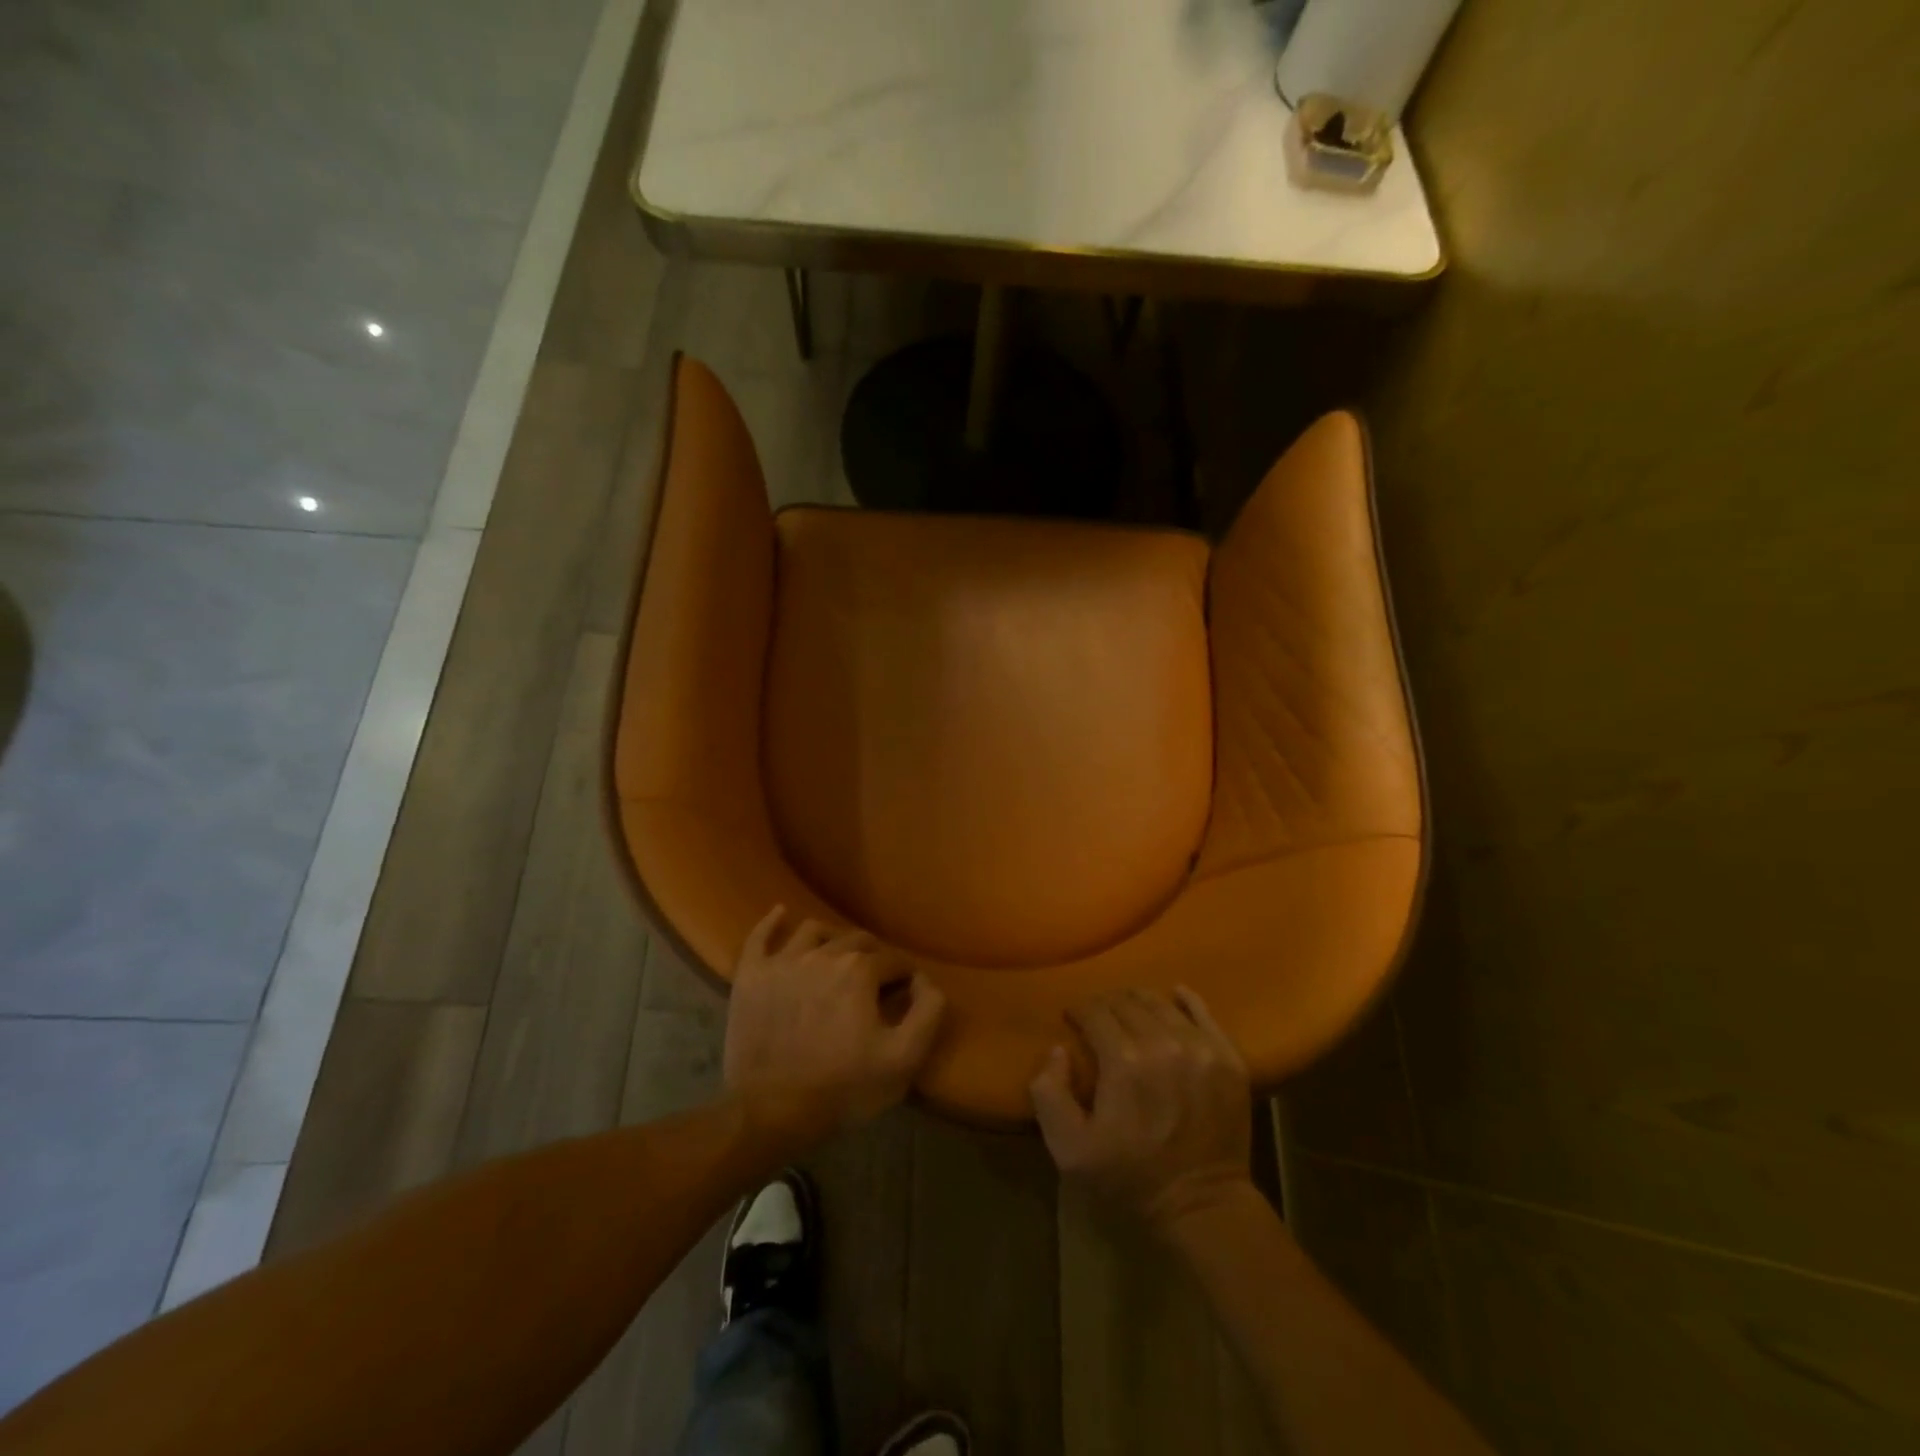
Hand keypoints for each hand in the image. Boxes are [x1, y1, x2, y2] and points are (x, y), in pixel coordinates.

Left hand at [725, 905, 946, 1135]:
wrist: (770, 1113)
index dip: (904, 978)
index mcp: (860, 970)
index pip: (893, 960)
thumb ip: (928, 1011)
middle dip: (872, 957)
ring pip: (814, 931)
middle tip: (875, 983)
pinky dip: (772, 922)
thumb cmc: (843, 1088)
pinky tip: (781, 913)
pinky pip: (760, 936)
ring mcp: (782, 961)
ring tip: (838, 958)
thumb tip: (925, 979)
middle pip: (856, 941)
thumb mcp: (904, 1059)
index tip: (904, 997)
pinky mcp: (750, 976)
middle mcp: (822, 953)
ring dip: (832, 939)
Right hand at [1030, 986, 1253, 1233]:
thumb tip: (1058, 1049)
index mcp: (1123, 1061)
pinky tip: (1174, 996)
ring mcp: (1201, 1048)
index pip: (1094, 1011)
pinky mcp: (1228, 1058)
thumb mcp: (1069, 1148)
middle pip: (1126, 1001)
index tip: (1072, 1019)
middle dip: (1105, 1005)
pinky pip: (1204, 1012)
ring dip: (1138, 1002)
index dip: (1078, 1010)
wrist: (1202, 1207)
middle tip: (1098, 1019)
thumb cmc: (1129, 1178)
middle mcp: (1163, 1043)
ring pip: (1160, 1002)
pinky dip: (1185, 1000)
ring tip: (1130, 1015)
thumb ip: (1048, 1092)